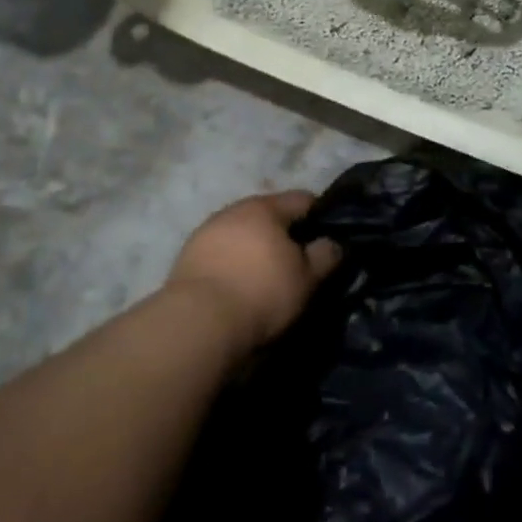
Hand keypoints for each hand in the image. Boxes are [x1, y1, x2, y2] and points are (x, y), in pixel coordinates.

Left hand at [166, 191, 341, 354]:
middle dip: (284, 232)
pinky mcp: (187, 256)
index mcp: (265, 207)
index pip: (302, 199)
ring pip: (242, 232)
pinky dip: (233, 262)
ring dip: (255, 247)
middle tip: (297, 261)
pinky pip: (220, 251)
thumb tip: (333, 242)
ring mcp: (207, 231)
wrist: (198, 322)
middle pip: (269, 214)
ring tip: (265, 275)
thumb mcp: (306, 278)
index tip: (327, 239)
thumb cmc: (262, 292)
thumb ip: (325, 255)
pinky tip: (238, 285)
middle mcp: (234, 210)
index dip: (319, 216)